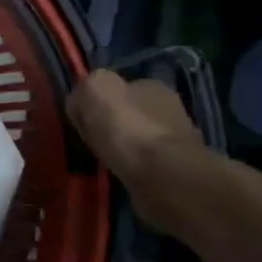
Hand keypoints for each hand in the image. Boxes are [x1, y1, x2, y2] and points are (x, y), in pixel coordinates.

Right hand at [67, 71, 201, 229]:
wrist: (163, 175)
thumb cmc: (128, 128)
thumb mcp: (95, 89)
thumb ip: (87, 86)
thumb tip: (82, 100)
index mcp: (152, 86)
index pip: (119, 87)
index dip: (98, 102)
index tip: (84, 119)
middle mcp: (170, 108)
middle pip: (131, 113)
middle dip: (114, 125)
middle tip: (94, 141)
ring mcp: (178, 140)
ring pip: (139, 138)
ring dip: (124, 147)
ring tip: (106, 159)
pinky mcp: (177, 169)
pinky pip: (146, 162)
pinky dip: (133, 166)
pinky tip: (122, 173)